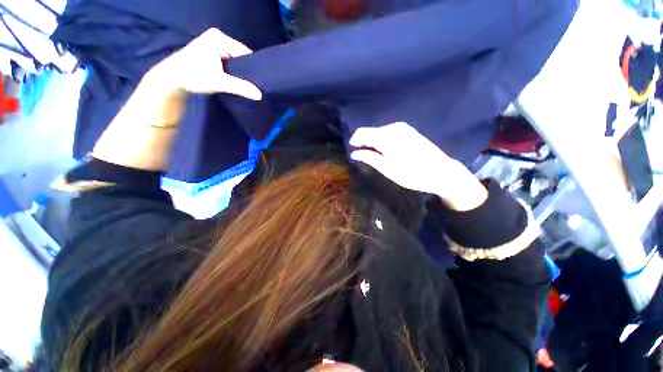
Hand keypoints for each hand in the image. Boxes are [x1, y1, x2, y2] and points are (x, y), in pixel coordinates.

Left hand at [145, 28, 261, 99]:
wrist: (172, 80)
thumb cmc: (192, 76)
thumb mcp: (218, 82)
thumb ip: (240, 87)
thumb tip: (259, 95)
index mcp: (218, 38)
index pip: (244, 53)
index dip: (252, 68)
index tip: (260, 83)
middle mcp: (218, 39)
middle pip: (241, 58)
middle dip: (246, 72)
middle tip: (255, 87)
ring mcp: (216, 47)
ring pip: (236, 63)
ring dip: (241, 75)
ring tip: (248, 87)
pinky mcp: (214, 56)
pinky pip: (231, 66)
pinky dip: (234, 75)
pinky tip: (238, 84)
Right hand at [349, 122, 487, 210]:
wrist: (442, 172)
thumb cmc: (413, 175)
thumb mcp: (388, 169)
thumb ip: (369, 158)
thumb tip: (354, 153)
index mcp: (387, 137)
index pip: (362, 133)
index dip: (354, 141)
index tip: (353, 151)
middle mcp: (393, 127)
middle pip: (370, 132)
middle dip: (364, 143)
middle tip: (365, 159)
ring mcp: (402, 127)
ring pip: (378, 132)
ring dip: (373, 143)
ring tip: (377, 157)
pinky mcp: (407, 130)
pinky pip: (387, 132)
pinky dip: (382, 141)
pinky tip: (387, 152)